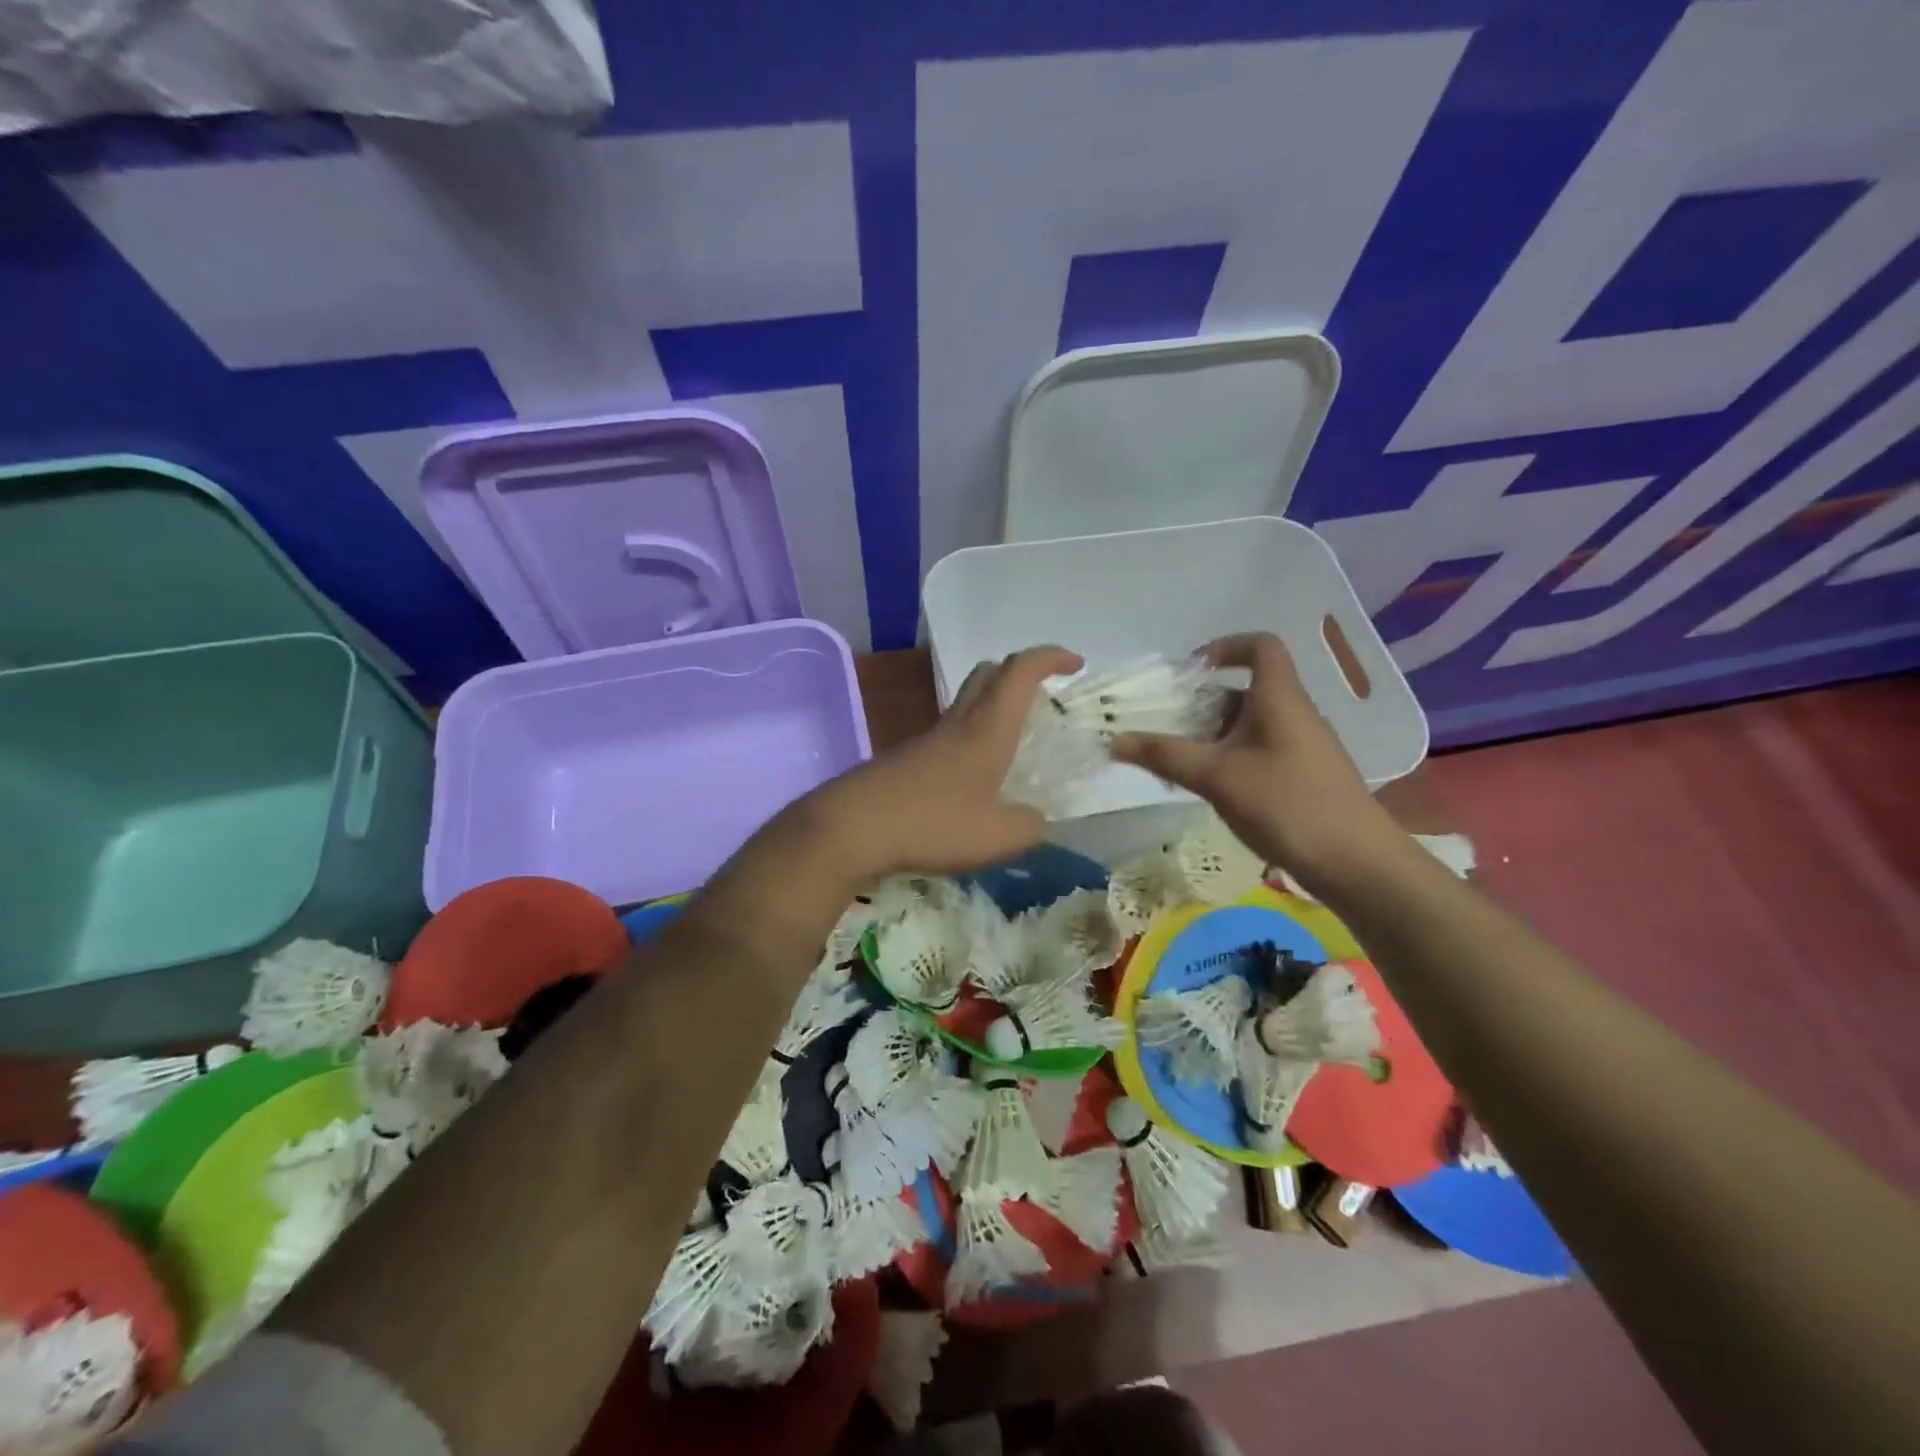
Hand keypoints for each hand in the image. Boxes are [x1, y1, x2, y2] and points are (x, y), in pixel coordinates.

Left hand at [797, 646, 1083, 881]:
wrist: (852, 827)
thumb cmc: (932, 823)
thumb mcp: (998, 836)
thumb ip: (1030, 826)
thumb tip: (1038, 820)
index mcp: (987, 730)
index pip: (1020, 672)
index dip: (1050, 658)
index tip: (1075, 664)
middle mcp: (957, 724)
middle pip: (988, 674)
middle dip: (1021, 673)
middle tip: (1044, 698)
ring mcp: (927, 739)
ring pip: (967, 703)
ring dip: (995, 707)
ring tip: (1016, 745)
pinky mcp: (907, 759)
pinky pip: (949, 733)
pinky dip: (973, 738)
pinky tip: (976, 779)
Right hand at [1110, 633, 1404, 894]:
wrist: (1357, 863)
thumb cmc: (1287, 804)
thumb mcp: (1217, 777)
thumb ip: (1165, 755)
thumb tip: (1114, 740)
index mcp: (1279, 698)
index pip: (1261, 646)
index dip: (1226, 646)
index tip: (1192, 671)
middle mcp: (1295, 713)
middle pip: (1247, 690)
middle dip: (1204, 703)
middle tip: (1168, 725)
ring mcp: (1303, 746)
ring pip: (1251, 724)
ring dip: (1214, 734)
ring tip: (1180, 761)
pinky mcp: (1304, 775)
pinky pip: (1261, 750)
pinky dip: (1231, 757)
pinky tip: (1212, 788)